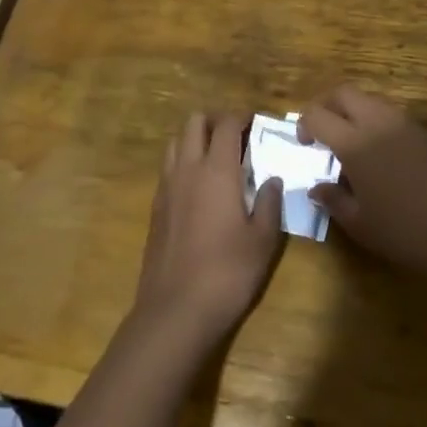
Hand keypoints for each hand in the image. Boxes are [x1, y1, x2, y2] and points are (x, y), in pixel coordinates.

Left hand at [133, 112, 284, 347]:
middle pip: (194, 122)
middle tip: (236, 135)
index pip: (226, 124)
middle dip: (215, 120)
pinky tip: (199, 186)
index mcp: (217, 170)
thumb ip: (268, 203)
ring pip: (176, 142)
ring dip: (195, 138)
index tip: (256, 121)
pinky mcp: (155, 207)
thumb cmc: (228, 272)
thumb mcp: (263, 240)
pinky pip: (168, 168)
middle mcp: (188, 169)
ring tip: (216, 156)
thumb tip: (271, 180)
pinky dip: (183, 162)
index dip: (241, 116)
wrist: (176, 310)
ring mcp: (166, 187)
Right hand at [299, 86, 426, 282]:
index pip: (317, 114)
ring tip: (352, 145)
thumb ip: (333, 200)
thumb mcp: (360, 224)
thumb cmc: (405, 232)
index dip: (304, 124)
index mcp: (355, 142)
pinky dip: (376, 122)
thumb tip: (316, 187)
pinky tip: (381, 155)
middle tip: (321, 133)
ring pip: (370, 100)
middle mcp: (378, 122)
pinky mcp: (426, 132)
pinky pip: (392, 115)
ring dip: (353, 112)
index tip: (305, 144)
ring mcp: (406, 124)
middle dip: (326, 105)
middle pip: (344, 93)